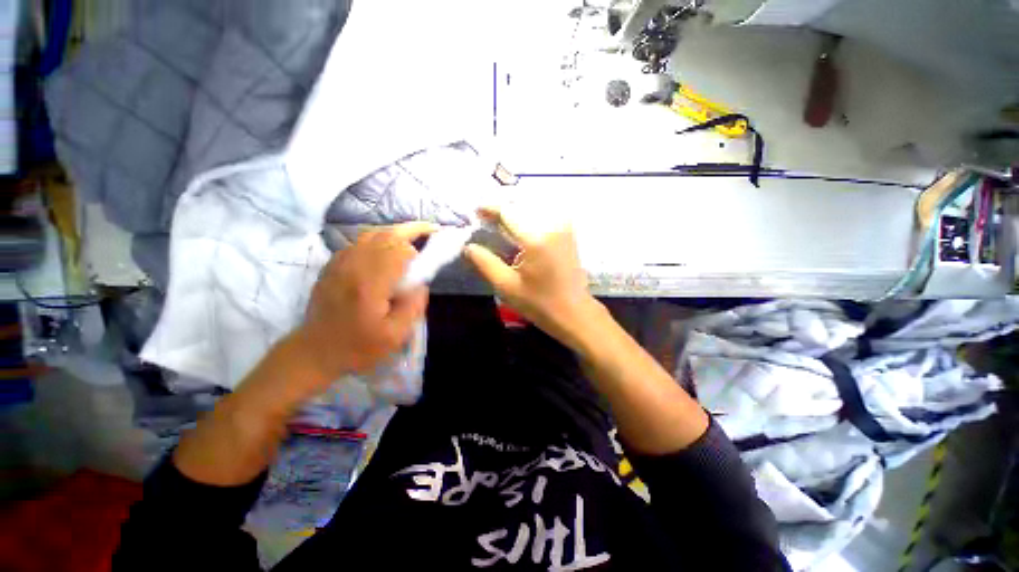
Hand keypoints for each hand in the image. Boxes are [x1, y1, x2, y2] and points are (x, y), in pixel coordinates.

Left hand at [291, 222, 435, 383]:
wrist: (314, 351)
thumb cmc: (358, 347)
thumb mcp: (395, 336)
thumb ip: (413, 307)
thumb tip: (421, 284)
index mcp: (370, 284)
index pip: (398, 250)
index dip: (418, 247)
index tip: (431, 252)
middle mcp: (353, 266)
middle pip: (385, 235)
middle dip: (411, 229)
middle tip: (430, 229)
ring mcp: (339, 263)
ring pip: (371, 233)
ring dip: (395, 231)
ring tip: (412, 235)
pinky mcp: (333, 265)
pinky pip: (359, 241)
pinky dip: (378, 237)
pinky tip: (388, 246)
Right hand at [464, 206, 595, 343]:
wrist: (574, 311)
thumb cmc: (539, 303)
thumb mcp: (506, 286)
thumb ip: (484, 263)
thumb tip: (468, 246)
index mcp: (536, 238)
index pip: (508, 211)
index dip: (490, 208)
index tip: (476, 213)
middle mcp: (552, 224)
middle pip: (521, 204)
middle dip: (502, 208)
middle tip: (486, 218)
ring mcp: (563, 226)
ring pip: (534, 205)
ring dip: (516, 209)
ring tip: (501, 221)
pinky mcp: (568, 231)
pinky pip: (545, 212)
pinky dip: (529, 214)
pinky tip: (521, 225)